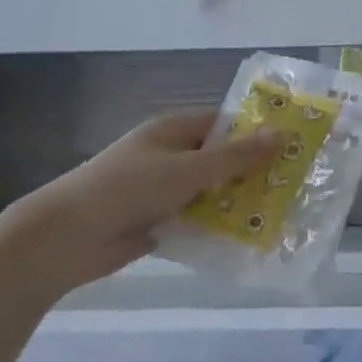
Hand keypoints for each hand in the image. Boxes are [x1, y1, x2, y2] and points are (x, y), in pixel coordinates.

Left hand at [6, 109, 278, 279]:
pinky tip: (248, 238)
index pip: (224, 123)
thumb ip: (235, 157)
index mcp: (174, 130)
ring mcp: (163, 190)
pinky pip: (196, 220)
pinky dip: (217, 226)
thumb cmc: (128, 188)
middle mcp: (170, 156)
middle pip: (220, 158)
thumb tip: (281, 134)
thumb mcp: (188, 169)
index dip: (256, 131)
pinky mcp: (158, 222)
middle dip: (252, 170)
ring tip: (282, 212)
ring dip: (237, 201)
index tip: (293, 143)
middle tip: (295, 181)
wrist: (66, 238)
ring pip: (211, 192)